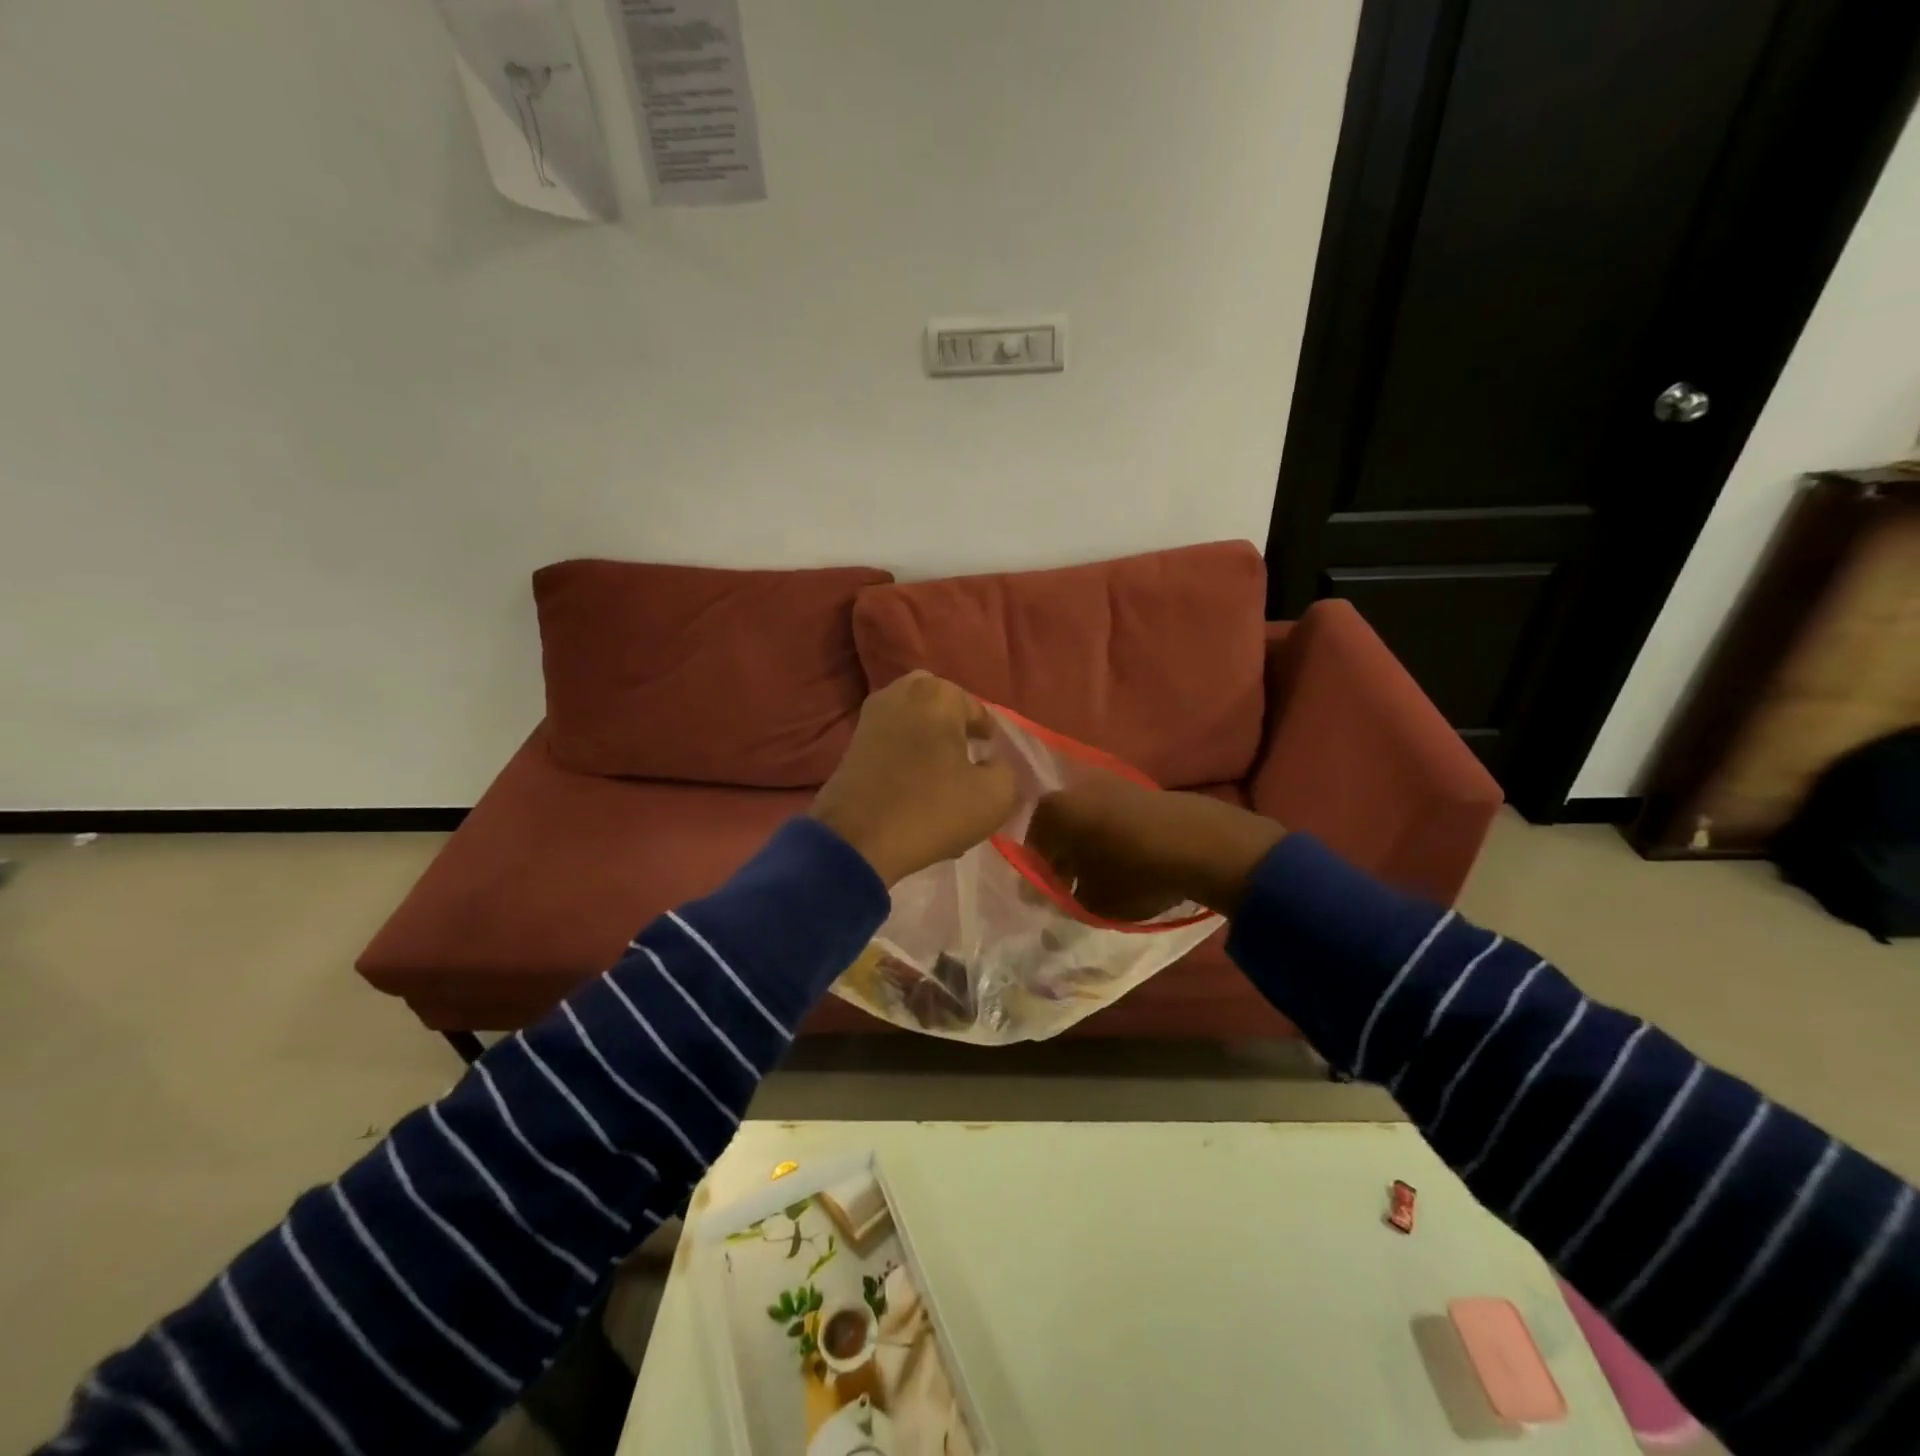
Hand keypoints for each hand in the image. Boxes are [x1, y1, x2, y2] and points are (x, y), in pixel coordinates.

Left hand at [810, 672, 1019, 886]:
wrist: (856, 840)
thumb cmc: (931, 809)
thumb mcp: (995, 796)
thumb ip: (1009, 771)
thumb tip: (996, 764)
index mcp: (938, 693)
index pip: (980, 714)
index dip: (993, 744)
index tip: (996, 771)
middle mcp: (902, 692)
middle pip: (945, 712)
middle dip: (958, 735)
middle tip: (970, 769)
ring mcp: (871, 716)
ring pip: (917, 727)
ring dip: (932, 748)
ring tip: (944, 785)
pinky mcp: (852, 743)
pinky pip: (893, 743)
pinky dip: (908, 761)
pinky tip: (916, 793)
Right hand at [1024, 778, 1286, 918]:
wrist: (1203, 844)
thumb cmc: (1134, 874)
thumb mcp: (1094, 904)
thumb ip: (1069, 902)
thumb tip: (1062, 900)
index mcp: (1054, 812)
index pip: (1033, 845)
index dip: (1040, 874)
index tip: (1052, 896)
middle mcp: (1078, 789)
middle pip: (1062, 827)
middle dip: (1066, 857)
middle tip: (1076, 887)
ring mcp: (1113, 785)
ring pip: (1090, 820)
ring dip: (1093, 846)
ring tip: (1109, 877)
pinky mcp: (1145, 790)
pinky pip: (1118, 817)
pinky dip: (1118, 837)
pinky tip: (1134, 862)